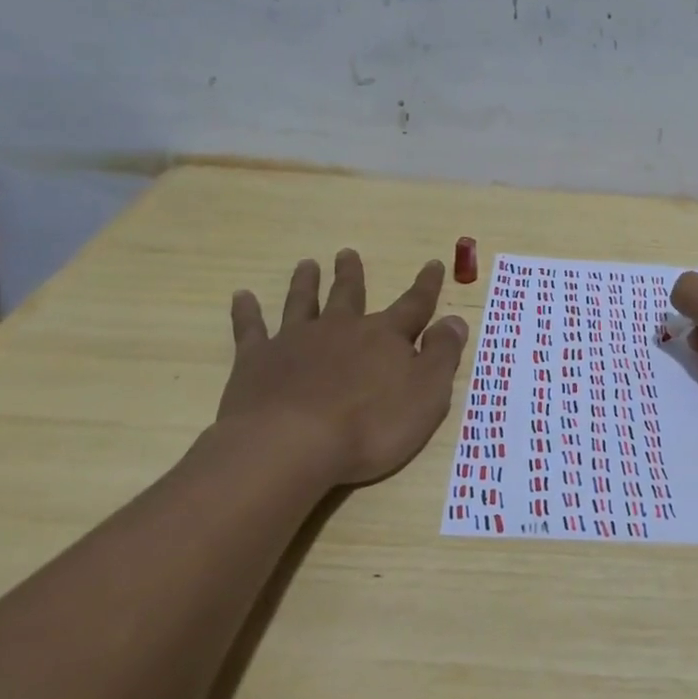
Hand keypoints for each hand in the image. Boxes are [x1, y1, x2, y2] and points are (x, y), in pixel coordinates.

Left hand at [216, 249, 469, 485]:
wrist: (292, 445)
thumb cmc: (371, 425)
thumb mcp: (427, 394)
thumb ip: (442, 355)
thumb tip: (455, 320)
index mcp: (384, 337)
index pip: (413, 305)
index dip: (426, 286)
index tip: (434, 263)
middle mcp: (340, 329)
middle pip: (349, 296)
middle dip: (351, 276)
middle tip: (347, 253)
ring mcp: (295, 342)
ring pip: (303, 303)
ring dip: (306, 283)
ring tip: (307, 265)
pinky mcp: (257, 361)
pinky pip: (251, 330)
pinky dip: (247, 313)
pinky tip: (242, 297)